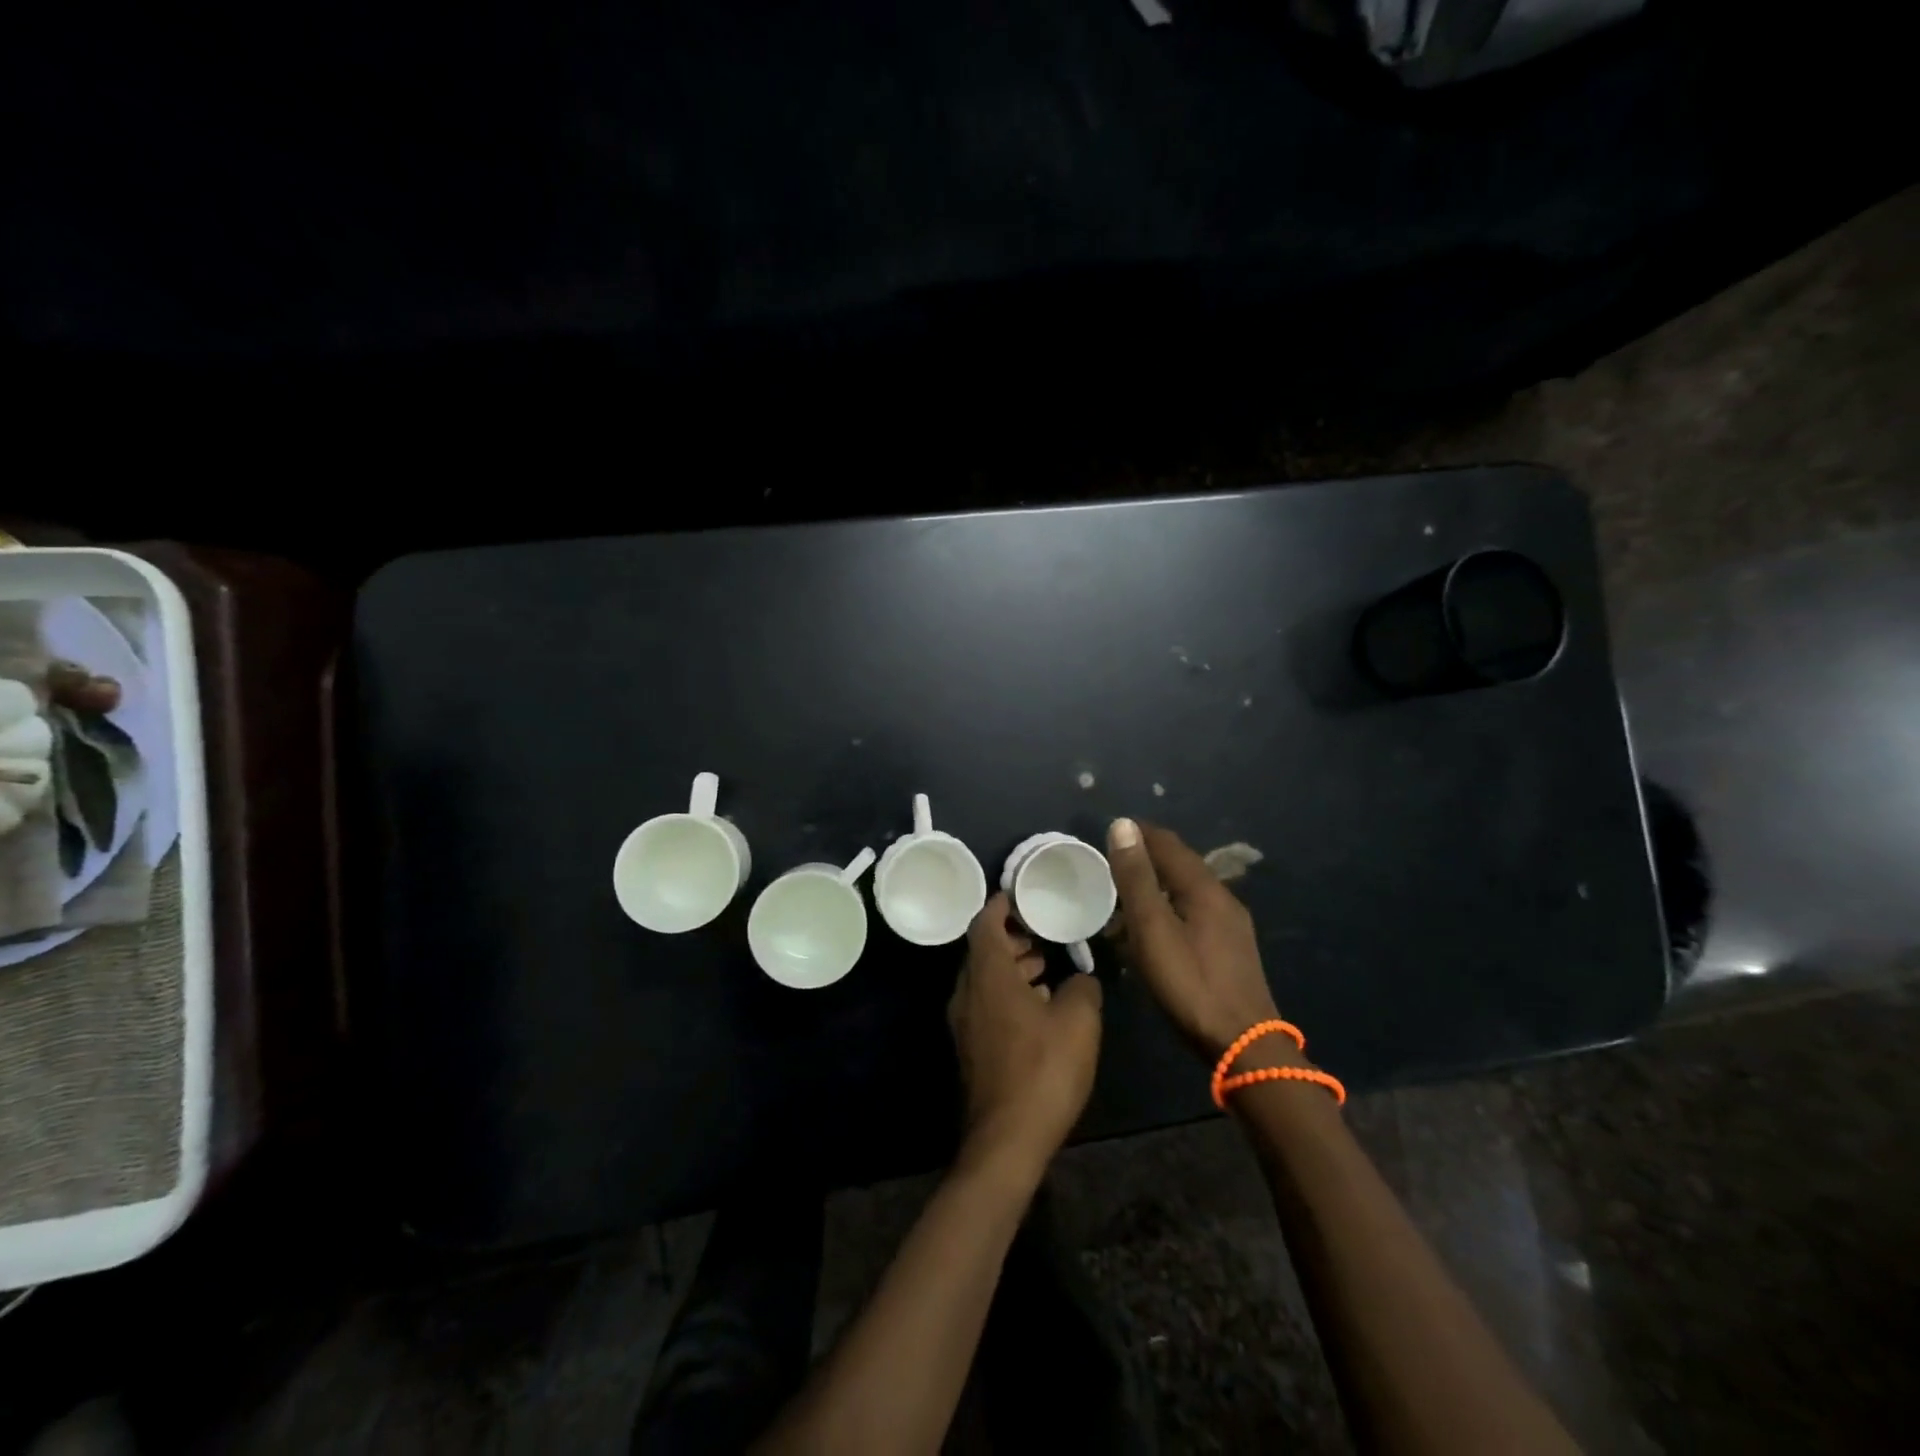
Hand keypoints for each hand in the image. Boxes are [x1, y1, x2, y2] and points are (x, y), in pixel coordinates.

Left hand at [947, 894, 1102, 1183]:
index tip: (1025, 894)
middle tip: (1043, 933)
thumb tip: (1081, 977)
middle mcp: (967, 991)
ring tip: (1046, 966)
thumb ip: (1083, 986)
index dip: (1003, 904)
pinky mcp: (971, 1047)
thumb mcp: (1079, 1021)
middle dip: (1012, 936)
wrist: (1006, 1140)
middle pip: (983, 949)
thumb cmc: (1043, 1070)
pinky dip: (1007, 992)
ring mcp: (964, 1021)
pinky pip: (986, 1003)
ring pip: (985, 978)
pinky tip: (1038, 1006)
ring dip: (1012, 967)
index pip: (986, 922)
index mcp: (988, 974)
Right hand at [1105, 819, 1291, 1064]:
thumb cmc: (1190, 984)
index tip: (1108, 832)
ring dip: (1157, 884)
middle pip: (1180, 864)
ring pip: (1187, 889)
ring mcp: (1231, 924)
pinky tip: (1155, 927)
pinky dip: (1169, 906)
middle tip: (1111, 862)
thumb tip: (1123, 825)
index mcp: (1204, 887)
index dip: (1138, 833)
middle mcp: (1223, 897)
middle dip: (1147, 857)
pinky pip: (1194, 911)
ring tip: (1126, 895)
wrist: (1244, 1045)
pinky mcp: (1232, 948)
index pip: (1167, 843)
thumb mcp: (1152, 929)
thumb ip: (1136, 878)